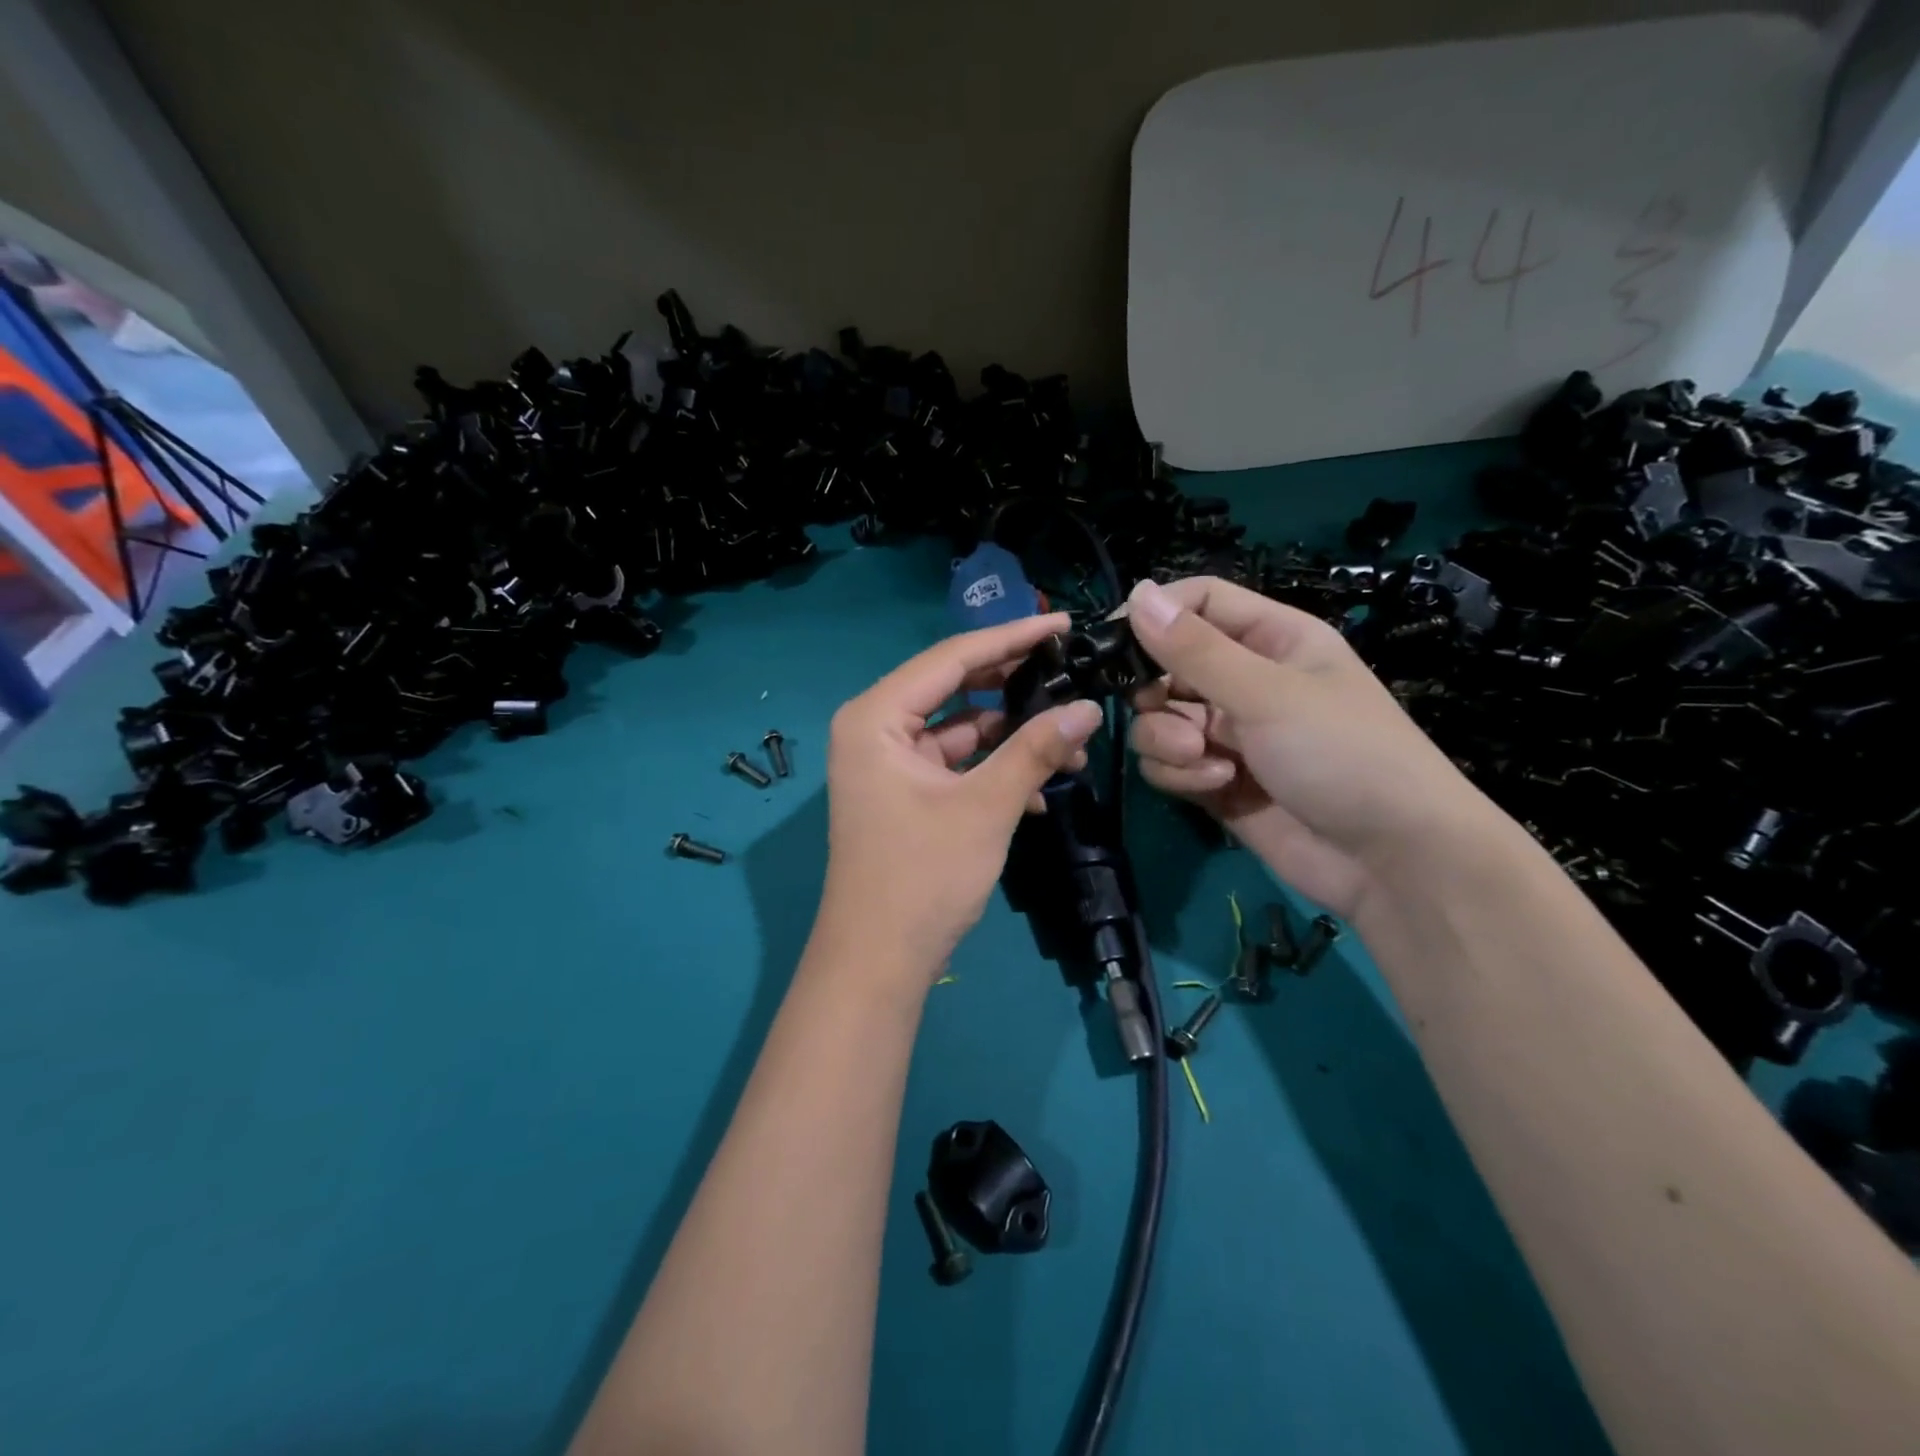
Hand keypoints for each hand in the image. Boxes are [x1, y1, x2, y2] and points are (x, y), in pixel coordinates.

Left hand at [814, 614, 1105, 982]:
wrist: (879, 961)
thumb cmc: (923, 876)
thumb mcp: (986, 806)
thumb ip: (1036, 750)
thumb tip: (1089, 707)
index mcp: (876, 716)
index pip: (952, 658)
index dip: (1011, 637)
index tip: (1063, 624)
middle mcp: (875, 728)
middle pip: (954, 687)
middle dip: (1014, 684)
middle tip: (1070, 670)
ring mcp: (888, 762)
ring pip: (959, 727)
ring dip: (1011, 735)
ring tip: (1073, 739)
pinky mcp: (904, 791)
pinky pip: (954, 762)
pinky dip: (992, 768)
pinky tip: (1042, 788)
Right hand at [1124, 575, 1498, 919]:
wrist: (1391, 860)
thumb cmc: (1342, 753)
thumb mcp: (1267, 692)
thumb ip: (1195, 649)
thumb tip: (1135, 594)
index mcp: (1271, 639)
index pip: (1198, 602)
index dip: (1155, 614)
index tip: (1111, 641)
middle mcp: (1245, 680)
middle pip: (1166, 664)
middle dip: (1155, 692)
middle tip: (1159, 708)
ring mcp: (1228, 733)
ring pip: (1158, 720)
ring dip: (1168, 740)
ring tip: (1206, 759)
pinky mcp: (1215, 780)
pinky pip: (1169, 763)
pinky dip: (1182, 774)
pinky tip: (1219, 786)